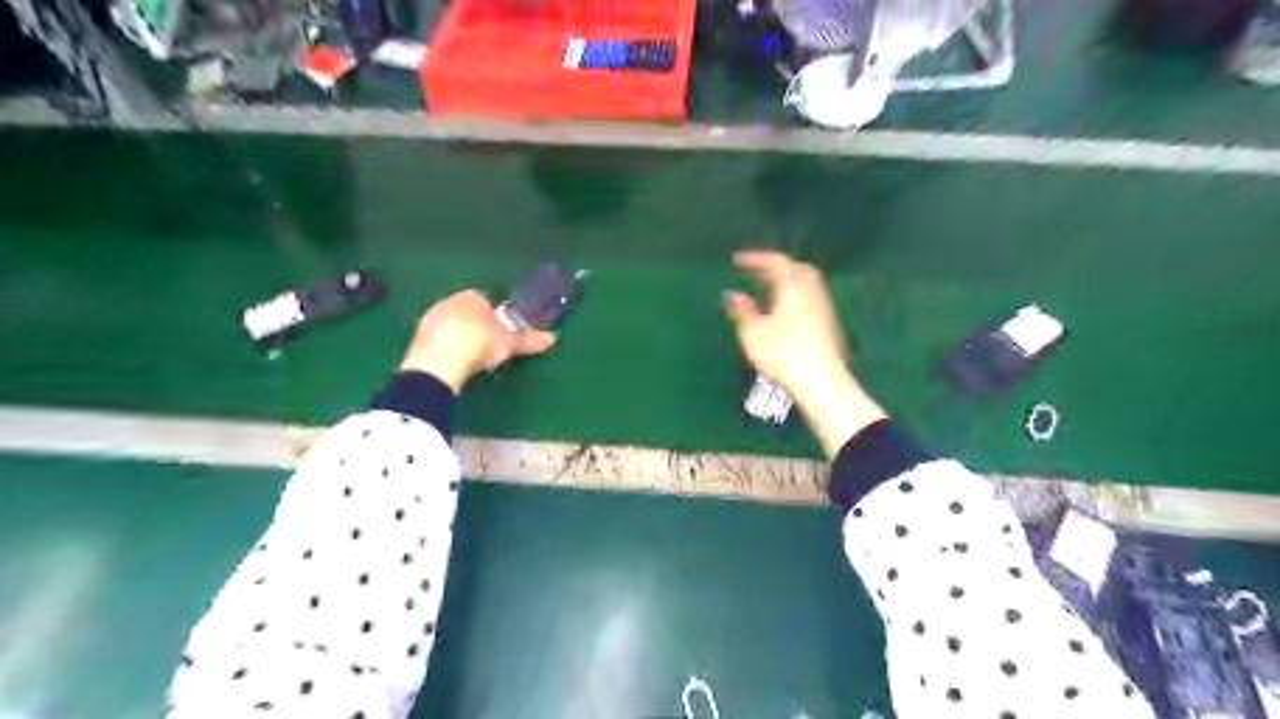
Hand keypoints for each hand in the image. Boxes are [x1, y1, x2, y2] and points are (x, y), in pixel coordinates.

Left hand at [398, 288, 559, 392]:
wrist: (441, 360)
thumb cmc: (480, 343)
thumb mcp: (509, 343)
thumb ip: (529, 339)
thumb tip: (553, 338)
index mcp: (473, 296)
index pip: (486, 300)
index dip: (494, 317)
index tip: (501, 334)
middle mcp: (449, 300)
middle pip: (466, 312)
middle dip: (476, 326)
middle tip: (488, 348)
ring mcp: (430, 318)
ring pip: (450, 325)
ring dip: (459, 338)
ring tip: (471, 359)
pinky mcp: (417, 336)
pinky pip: (438, 340)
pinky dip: (446, 349)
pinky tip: (454, 364)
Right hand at [719, 249, 848, 398]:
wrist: (821, 380)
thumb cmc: (783, 354)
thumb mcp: (753, 333)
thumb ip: (742, 311)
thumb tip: (732, 295)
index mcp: (793, 287)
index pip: (776, 262)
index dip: (756, 259)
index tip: (737, 261)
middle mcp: (811, 292)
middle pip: (797, 269)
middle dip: (776, 267)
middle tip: (758, 272)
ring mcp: (823, 308)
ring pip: (806, 284)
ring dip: (788, 281)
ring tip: (769, 290)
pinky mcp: (828, 325)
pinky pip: (811, 298)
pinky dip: (796, 295)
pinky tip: (785, 312)